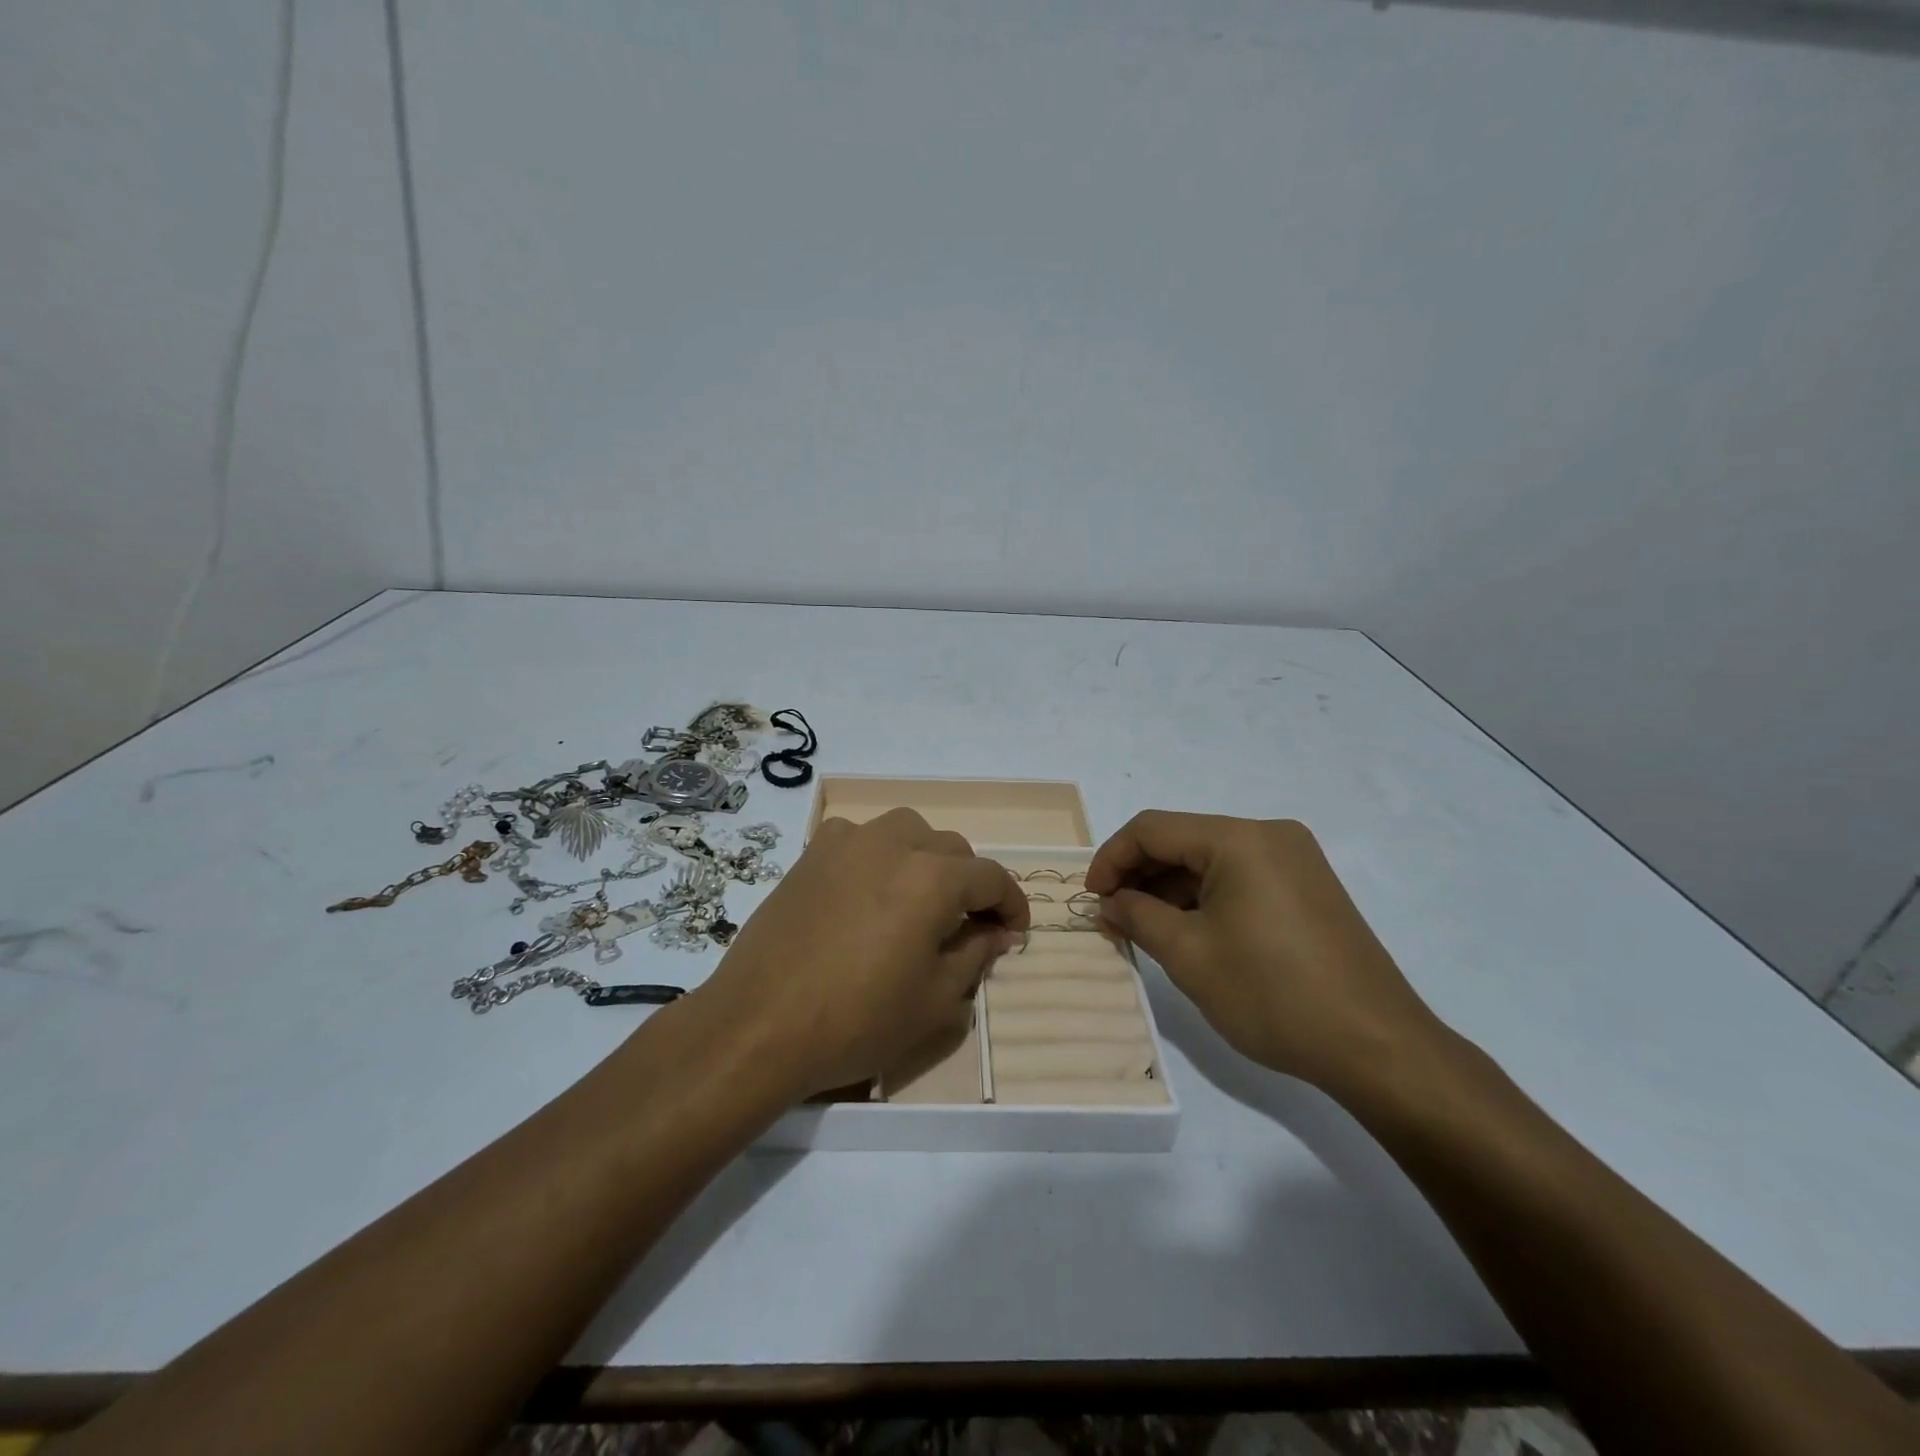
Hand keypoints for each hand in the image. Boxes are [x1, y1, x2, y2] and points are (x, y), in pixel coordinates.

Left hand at [690, 809, 1028, 1100]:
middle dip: (970, 883)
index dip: (1011, 904)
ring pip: (908, 832)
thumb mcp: (934, 1000)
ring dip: (926, 859)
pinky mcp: (811, 853)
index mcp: (933, 877)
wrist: (760, 1025)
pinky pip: (861, 838)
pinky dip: (879, 855)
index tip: (1014, 932)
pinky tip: (869, 891)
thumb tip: (996, 932)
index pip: (991, 877)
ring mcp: (847, 842)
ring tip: (920, 900)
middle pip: (952, 849)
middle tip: (968, 925)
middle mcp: (894, 843)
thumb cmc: (857, 1020)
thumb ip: (975, 955)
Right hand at [1086, 811, 1447, 1093]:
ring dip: (1171, 890)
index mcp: (1239, 839)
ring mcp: (1295, 860)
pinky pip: (1240, 878)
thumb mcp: (1189, 955)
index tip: (1092, 900)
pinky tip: (1189, 933)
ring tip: (1145, 931)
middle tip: (1114, 919)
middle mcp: (1269, 835)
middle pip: (1183, 840)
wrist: (1377, 1046)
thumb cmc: (1272, 994)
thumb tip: (1110, 903)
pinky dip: (1205, 899)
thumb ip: (1138, 916)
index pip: (1152, 829)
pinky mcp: (1308, 888)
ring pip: (1211, 861)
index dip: (1111, 859)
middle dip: (1140, 876)